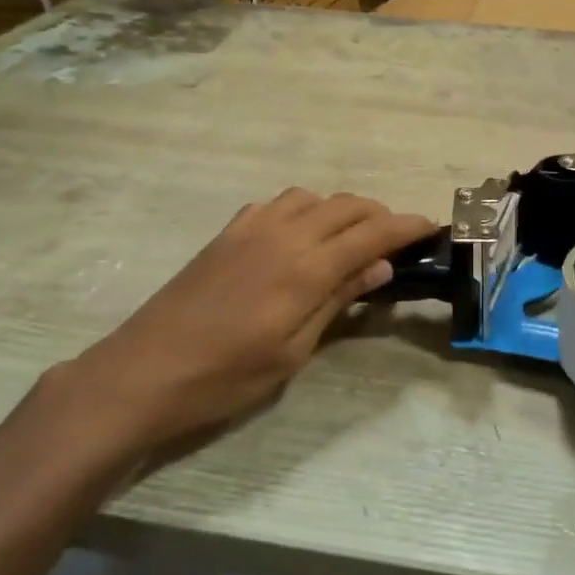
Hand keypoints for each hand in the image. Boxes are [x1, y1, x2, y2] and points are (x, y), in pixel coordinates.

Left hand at [51, 189, 435, 460]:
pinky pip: (276, 205)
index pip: (372, 233)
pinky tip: (298, 237)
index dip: (407, 226)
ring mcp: (251, 229)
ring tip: (349, 238)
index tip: (432, 226)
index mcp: (305, 268)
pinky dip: (302, 211)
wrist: (142, 372)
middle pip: (346, 205)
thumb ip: (337, 299)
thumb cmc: (225, 376)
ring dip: (340, 209)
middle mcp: (283, 235)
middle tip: (396, 239)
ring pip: (312, 197)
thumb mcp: (293, 350)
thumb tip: (380, 265)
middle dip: (379, 215)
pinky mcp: (227, 234)